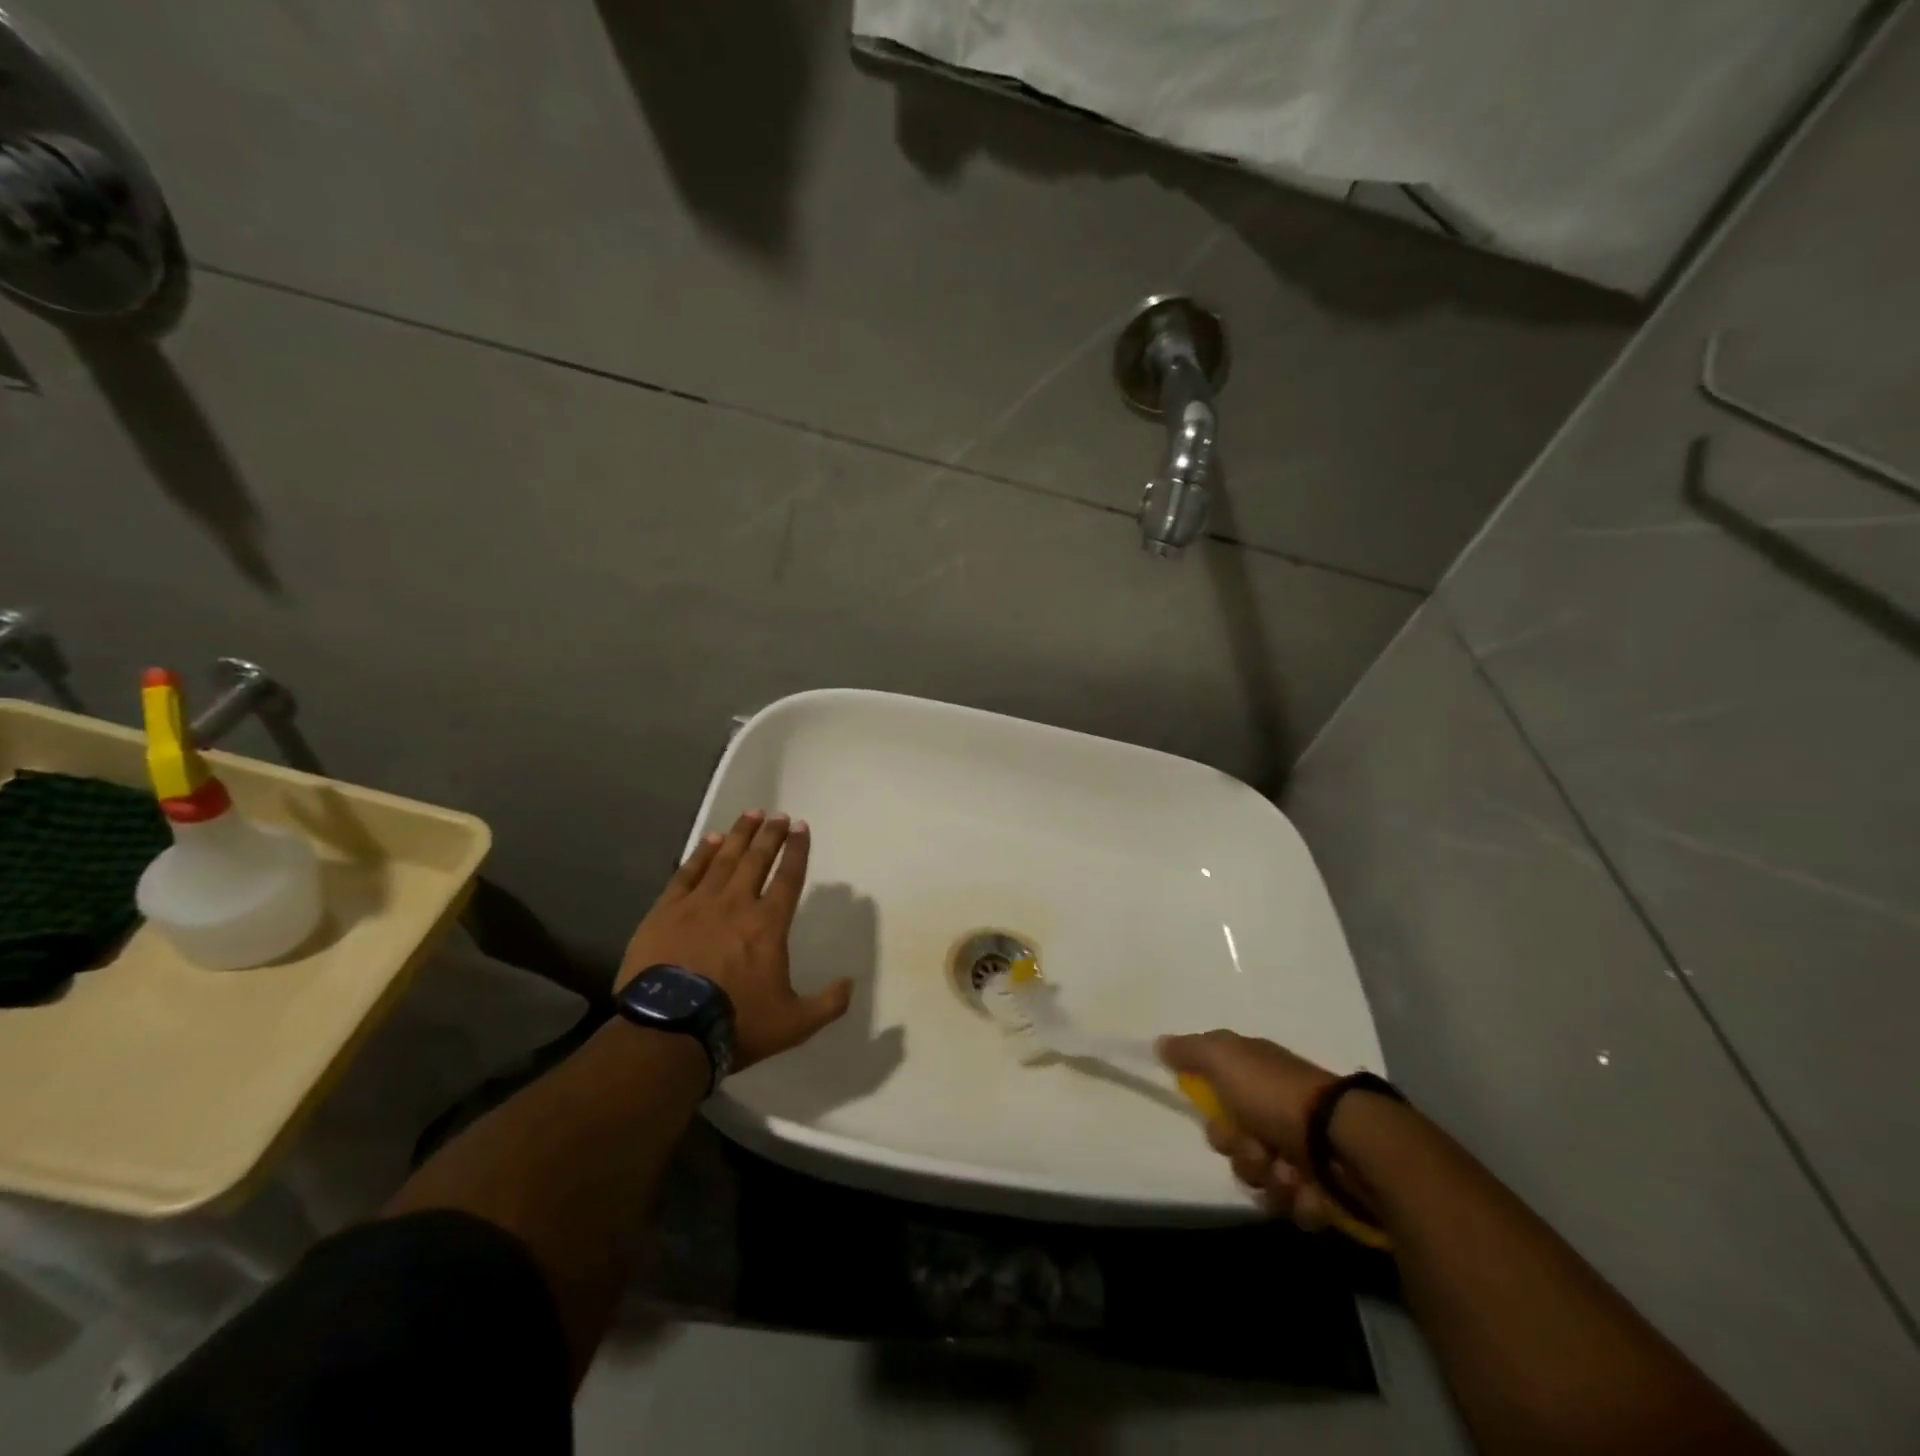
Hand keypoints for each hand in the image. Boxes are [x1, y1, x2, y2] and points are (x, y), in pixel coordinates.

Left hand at [619, 811, 850, 1070]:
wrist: (669, 1032)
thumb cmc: (736, 1023)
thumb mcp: (794, 1024)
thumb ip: (827, 1003)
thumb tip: (850, 983)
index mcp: (769, 924)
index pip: (788, 877)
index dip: (797, 850)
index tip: (801, 827)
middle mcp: (737, 904)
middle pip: (757, 859)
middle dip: (770, 835)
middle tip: (778, 815)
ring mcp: (699, 904)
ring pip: (723, 859)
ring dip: (739, 834)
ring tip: (750, 814)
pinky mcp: (666, 911)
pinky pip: (687, 873)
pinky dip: (700, 854)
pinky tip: (709, 840)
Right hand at [1159, 1030, 1344, 1230]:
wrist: (1347, 1143)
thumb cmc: (1278, 1095)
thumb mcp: (1225, 1058)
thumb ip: (1190, 1051)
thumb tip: (1160, 1043)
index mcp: (1257, 1077)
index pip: (1217, 1101)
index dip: (1214, 1118)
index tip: (1219, 1117)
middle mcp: (1278, 1110)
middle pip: (1237, 1146)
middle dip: (1243, 1155)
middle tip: (1259, 1150)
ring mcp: (1304, 1150)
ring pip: (1262, 1179)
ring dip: (1270, 1181)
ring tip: (1291, 1175)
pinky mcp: (1326, 1187)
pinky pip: (1295, 1206)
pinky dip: (1299, 1202)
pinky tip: (1310, 1191)